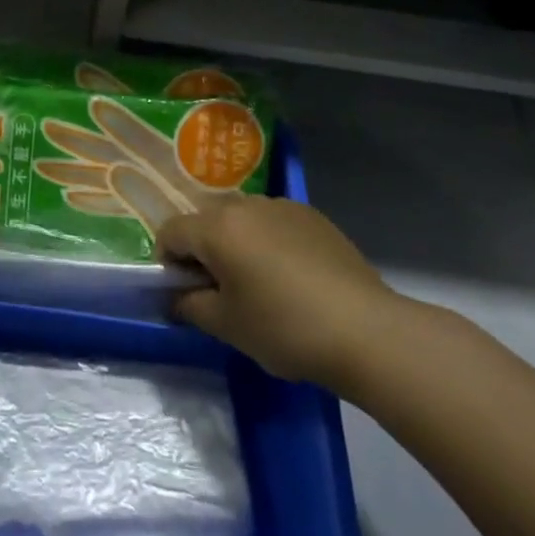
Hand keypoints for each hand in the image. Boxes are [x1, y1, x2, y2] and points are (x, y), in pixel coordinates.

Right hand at [157, 196, 400, 388]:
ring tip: (259, 284)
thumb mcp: (227, 326)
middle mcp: (245, 205)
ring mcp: (282, 205)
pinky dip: (268, 242)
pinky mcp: (312, 215)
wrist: (366, 330)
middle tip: (221, 292)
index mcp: (217, 227)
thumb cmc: (285, 328)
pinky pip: (273, 223)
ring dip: (236, 244)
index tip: (185, 293)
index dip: (168, 262)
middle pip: (206, 221)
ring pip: (241, 219)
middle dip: (203, 251)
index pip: (171, 231)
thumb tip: (176, 297)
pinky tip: (292, 278)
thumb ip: (190, 306)